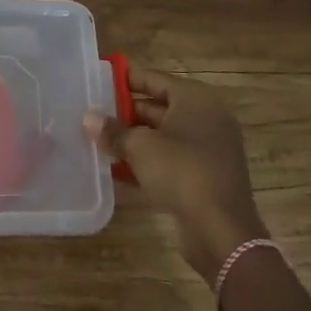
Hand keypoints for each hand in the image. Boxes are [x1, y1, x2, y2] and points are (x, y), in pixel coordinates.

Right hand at [85, 65, 265, 284]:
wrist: (221, 231)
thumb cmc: (182, 172)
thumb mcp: (140, 147)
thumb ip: (113, 131)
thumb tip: (88, 118)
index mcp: (195, 100)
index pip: (155, 79)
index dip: (126, 80)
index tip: (98, 81)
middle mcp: (205, 119)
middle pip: (158, 108)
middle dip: (125, 113)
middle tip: (92, 115)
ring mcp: (207, 150)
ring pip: (162, 137)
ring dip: (132, 141)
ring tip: (97, 141)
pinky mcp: (203, 178)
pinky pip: (168, 162)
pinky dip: (145, 164)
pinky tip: (115, 172)